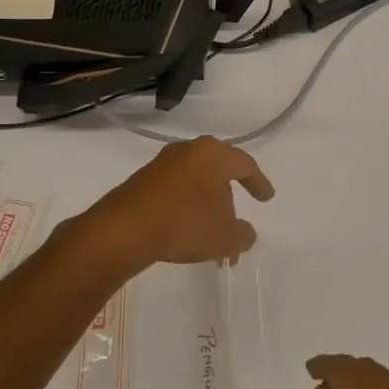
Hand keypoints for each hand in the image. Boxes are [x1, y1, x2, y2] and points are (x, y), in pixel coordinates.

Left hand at [62, 136, 273, 271]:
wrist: (122, 231)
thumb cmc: (185, 224)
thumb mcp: (226, 237)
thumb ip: (243, 235)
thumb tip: (244, 233)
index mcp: (213, 154)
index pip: (245, 165)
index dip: (259, 183)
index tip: (266, 199)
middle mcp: (188, 150)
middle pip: (218, 170)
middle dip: (228, 194)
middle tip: (236, 215)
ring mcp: (161, 164)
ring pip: (194, 181)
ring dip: (205, 204)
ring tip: (210, 229)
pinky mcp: (140, 181)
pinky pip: (174, 191)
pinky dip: (184, 207)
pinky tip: (185, 228)